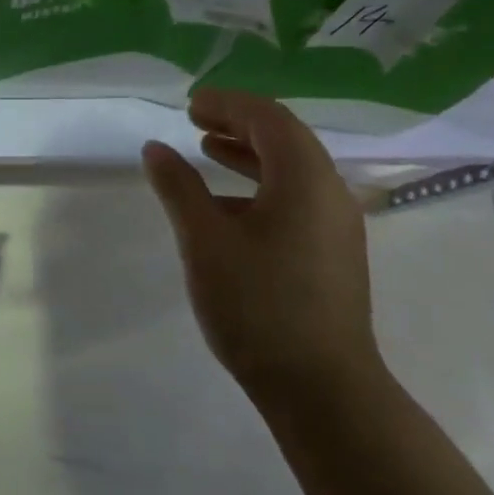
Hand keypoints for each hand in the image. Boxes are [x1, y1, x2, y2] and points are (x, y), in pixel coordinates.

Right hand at [141, 91, 382, 417]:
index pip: (268, 118)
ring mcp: (337, 225)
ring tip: (207, 151)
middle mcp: (331, 192)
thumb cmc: (258, 306)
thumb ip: (179, 188)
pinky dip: (262, 185)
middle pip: (285, 138)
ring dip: (250, 153)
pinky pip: (297, 198)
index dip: (227, 104)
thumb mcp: (204, 240)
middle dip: (239, 123)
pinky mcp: (333, 253)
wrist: (323, 391)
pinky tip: (228, 207)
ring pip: (293, 170)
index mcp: (305, 178)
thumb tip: (156, 148)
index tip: (190, 105)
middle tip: (195, 120)